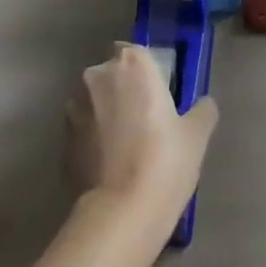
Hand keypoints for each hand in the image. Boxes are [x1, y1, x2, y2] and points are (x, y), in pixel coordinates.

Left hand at [65, 44, 218, 223]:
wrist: (119, 214)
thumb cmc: (164, 162)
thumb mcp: (196, 135)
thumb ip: (202, 110)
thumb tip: (204, 104)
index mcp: (132, 64)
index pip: (135, 52)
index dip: (145, 72)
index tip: (157, 95)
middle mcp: (98, 75)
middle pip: (112, 74)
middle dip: (123, 90)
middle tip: (143, 122)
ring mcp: (74, 106)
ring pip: (94, 101)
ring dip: (104, 114)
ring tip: (123, 148)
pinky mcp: (61, 139)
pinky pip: (82, 129)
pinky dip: (92, 139)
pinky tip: (108, 166)